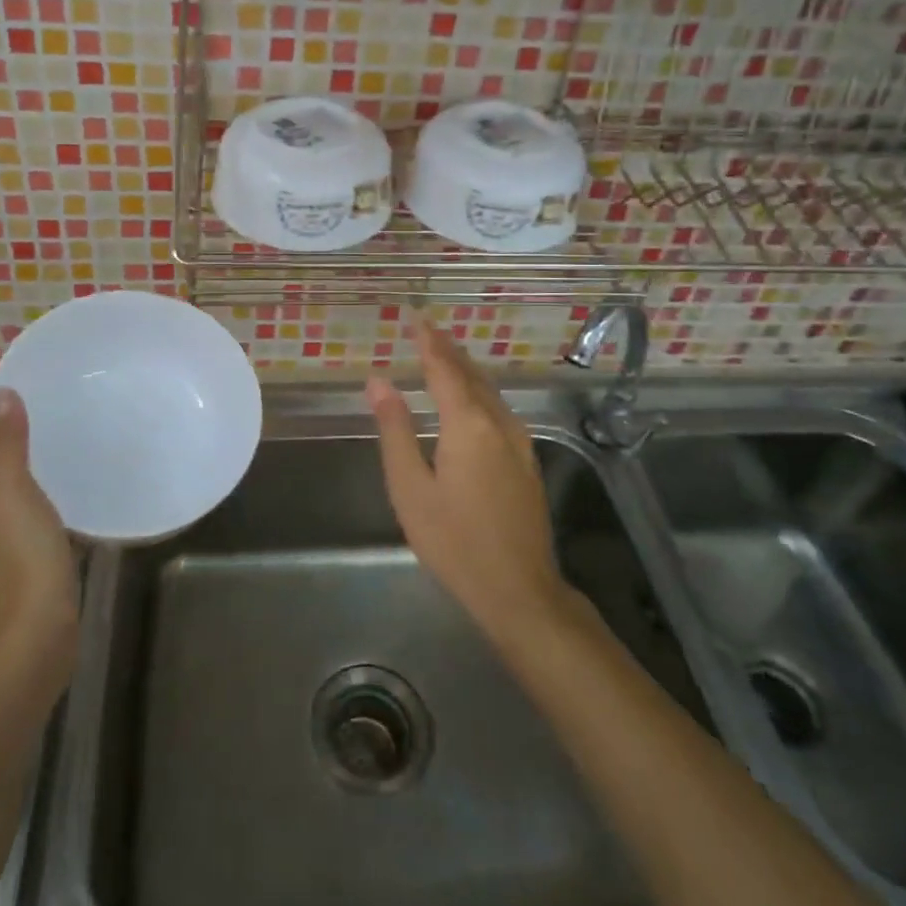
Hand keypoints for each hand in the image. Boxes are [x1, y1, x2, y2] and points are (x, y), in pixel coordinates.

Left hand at [0, 389, 79, 657]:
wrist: (36, 629)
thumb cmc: (23, 554)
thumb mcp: (13, 490)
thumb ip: (9, 443)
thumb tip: (1, 393)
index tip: (27, 389)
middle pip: (1, 463)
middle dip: (20, 434)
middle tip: (58, 407)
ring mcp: (18, 533)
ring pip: (24, 486)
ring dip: (41, 462)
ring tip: (75, 436)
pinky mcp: (43, 552)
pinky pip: (47, 509)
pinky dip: (58, 490)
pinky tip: (83, 485)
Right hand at [367, 312, 570, 647]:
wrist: (518, 589)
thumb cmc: (453, 540)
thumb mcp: (410, 488)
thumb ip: (395, 429)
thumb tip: (379, 381)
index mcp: (468, 424)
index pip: (444, 368)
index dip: (427, 341)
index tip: (414, 317)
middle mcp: (498, 422)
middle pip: (470, 374)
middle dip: (447, 349)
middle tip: (425, 329)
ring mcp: (518, 441)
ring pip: (488, 390)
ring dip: (464, 368)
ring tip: (443, 353)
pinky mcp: (526, 459)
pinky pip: (498, 407)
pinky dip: (478, 390)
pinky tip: (470, 396)